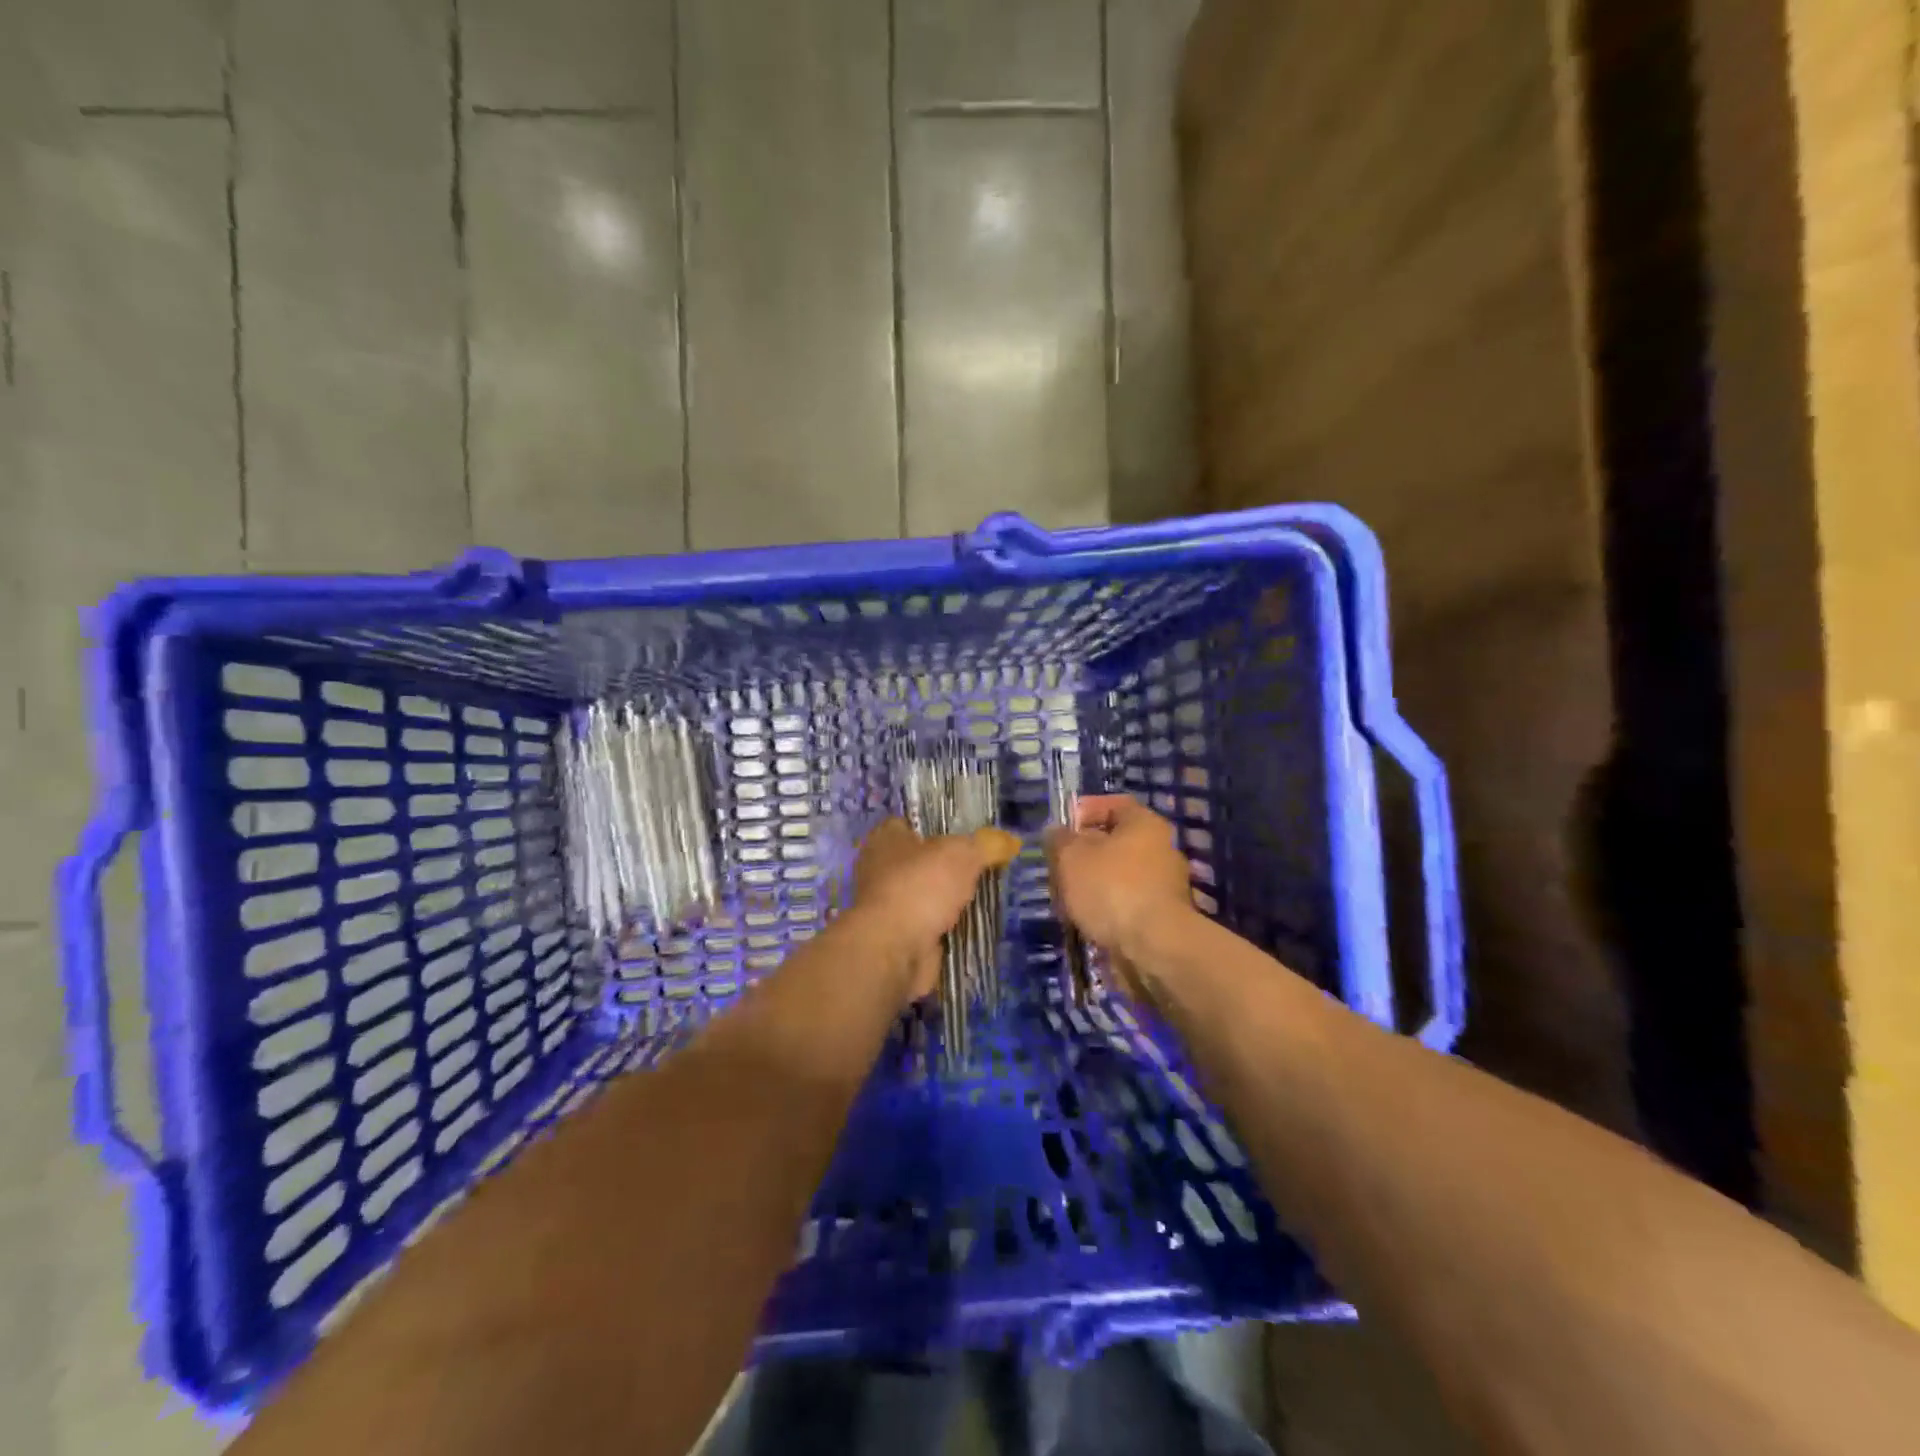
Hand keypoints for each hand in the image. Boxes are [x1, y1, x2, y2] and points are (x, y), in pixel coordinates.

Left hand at [852, 818, 1019, 998]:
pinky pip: (931, 925)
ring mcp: (890, 905)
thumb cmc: (920, 886)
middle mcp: (882, 869)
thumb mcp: (962, 854)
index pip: (912, 824)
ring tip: (989, 894)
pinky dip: (949, 927)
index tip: (971, 835)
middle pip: (924, 861)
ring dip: (952, 899)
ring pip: (929, 895)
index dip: (940, 827)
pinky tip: (976, 925)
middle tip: (987, 866)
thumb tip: (1012, 840)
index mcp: (886, 838)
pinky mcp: (900, 936)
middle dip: (952, 866)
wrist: (894, 950)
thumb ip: (987, 845)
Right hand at [1044, 795, 1194, 955]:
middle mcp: (1161, 848)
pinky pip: (1126, 902)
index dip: (1085, 810)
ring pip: (1118, 874)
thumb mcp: (1071, 857)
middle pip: (1115, 841)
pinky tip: (1086, 919)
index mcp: (1145, 824)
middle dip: (1083, 852)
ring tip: (1065, 897)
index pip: (1114, 805)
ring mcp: (1164, 885)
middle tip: (1057, 865)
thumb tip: (1056, 832)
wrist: (1154, 947)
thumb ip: (1059, 840)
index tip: (1061, 827)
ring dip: (1092, 883)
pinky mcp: (1161, 916)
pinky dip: (1106, 907)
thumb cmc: (1111, 888)